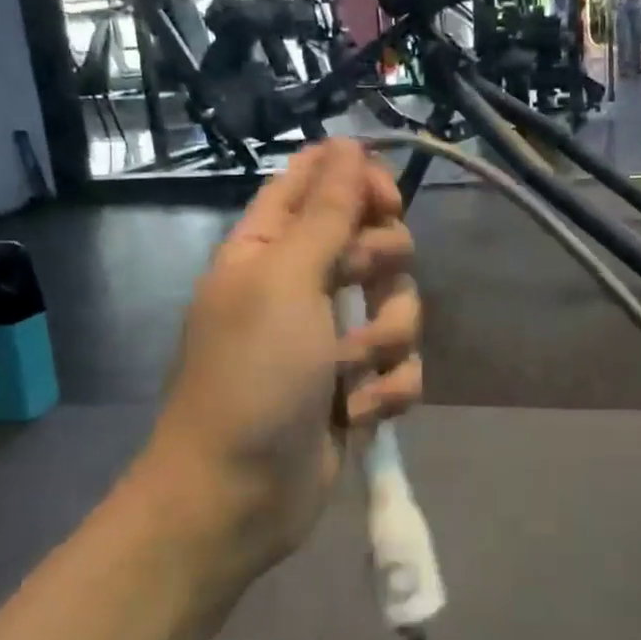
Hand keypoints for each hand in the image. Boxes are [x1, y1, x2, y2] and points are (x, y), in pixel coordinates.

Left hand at [144, 140, 420, 583]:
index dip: (359, 179)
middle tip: (356, 287)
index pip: (320, 180)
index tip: (385, 202)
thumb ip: (326, 212)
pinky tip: (360, 413)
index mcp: (272, 246)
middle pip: (374, 238)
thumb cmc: (251, 376)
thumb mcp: (286, 281)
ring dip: (385, 339)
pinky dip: (389, 390)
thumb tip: (347, 143)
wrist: (237, 495)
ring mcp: (334, 338)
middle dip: (380, 265)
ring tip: (350, 372)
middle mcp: (305, 283)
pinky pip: (403, 367)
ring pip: (400, 304)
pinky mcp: (358, 386)